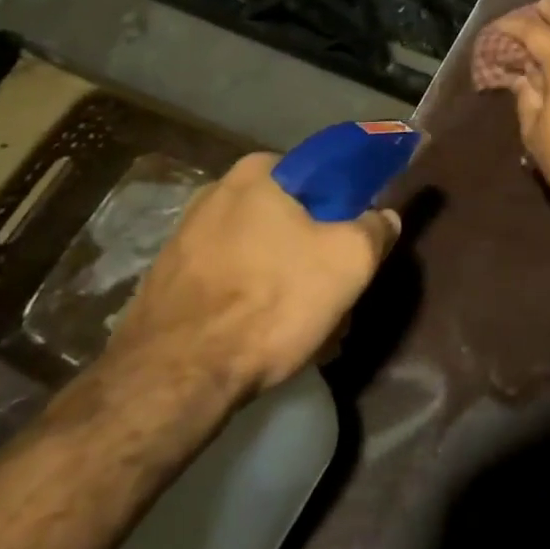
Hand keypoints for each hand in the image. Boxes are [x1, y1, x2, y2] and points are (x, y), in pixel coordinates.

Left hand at [102, 153, 399, 405]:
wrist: (175, 377)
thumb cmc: (271, 301)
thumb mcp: (349, 261)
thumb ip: (375, 229)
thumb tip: (383, 216)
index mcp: (258, 171)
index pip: (318, 175)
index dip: (343, 208)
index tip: (353, 243)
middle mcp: (216, 191)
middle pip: (287, 217)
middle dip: (312, 252)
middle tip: (331, 293)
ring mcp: (184, 236)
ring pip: (258, 252)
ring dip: (282, 281)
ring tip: (300, 327)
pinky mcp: (166, 280)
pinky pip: (226, 280)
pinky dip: (247, 301)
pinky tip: (260, 338)